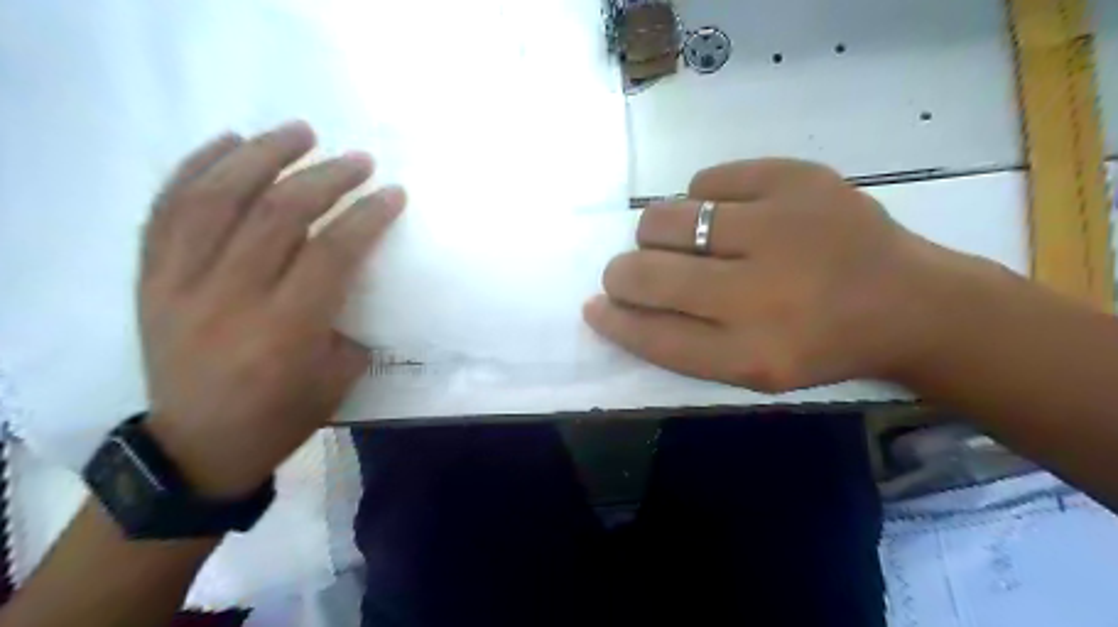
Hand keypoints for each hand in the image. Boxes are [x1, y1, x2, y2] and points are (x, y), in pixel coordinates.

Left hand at [137, 119, 403, 493]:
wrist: (199, 447)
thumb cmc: (283, 415)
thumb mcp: (339, 376)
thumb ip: (348, 315)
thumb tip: (354, 269)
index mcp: (286, 330)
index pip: (332, 252)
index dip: (367, 216)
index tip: (392, 194)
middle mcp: (230, 299)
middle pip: (278, 215)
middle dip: (325, 178)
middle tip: (356, 159)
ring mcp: (180, 285)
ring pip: (217, 199)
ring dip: (262, 156)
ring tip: (297, 131)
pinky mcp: (150, 280)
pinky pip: (167, 210)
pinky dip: (197, 168)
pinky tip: (229, 143)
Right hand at [586, 156, 961, 390]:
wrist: (909, 300)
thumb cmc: (819, 344)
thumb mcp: (752, 369)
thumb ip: (681, 342)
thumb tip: (612, 303)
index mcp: (753, 355)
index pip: (651, 335)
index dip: (613, 320)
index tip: (595, 306)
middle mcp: (762, 294)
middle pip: (647, 274)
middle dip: (622, 274)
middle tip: (632, 271)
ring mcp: (781, 227)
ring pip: (665, 218)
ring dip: (656, 233)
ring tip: (682, 240)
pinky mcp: (798, 179)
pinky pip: (706, 180)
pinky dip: (701, 197)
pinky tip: (725, 213)